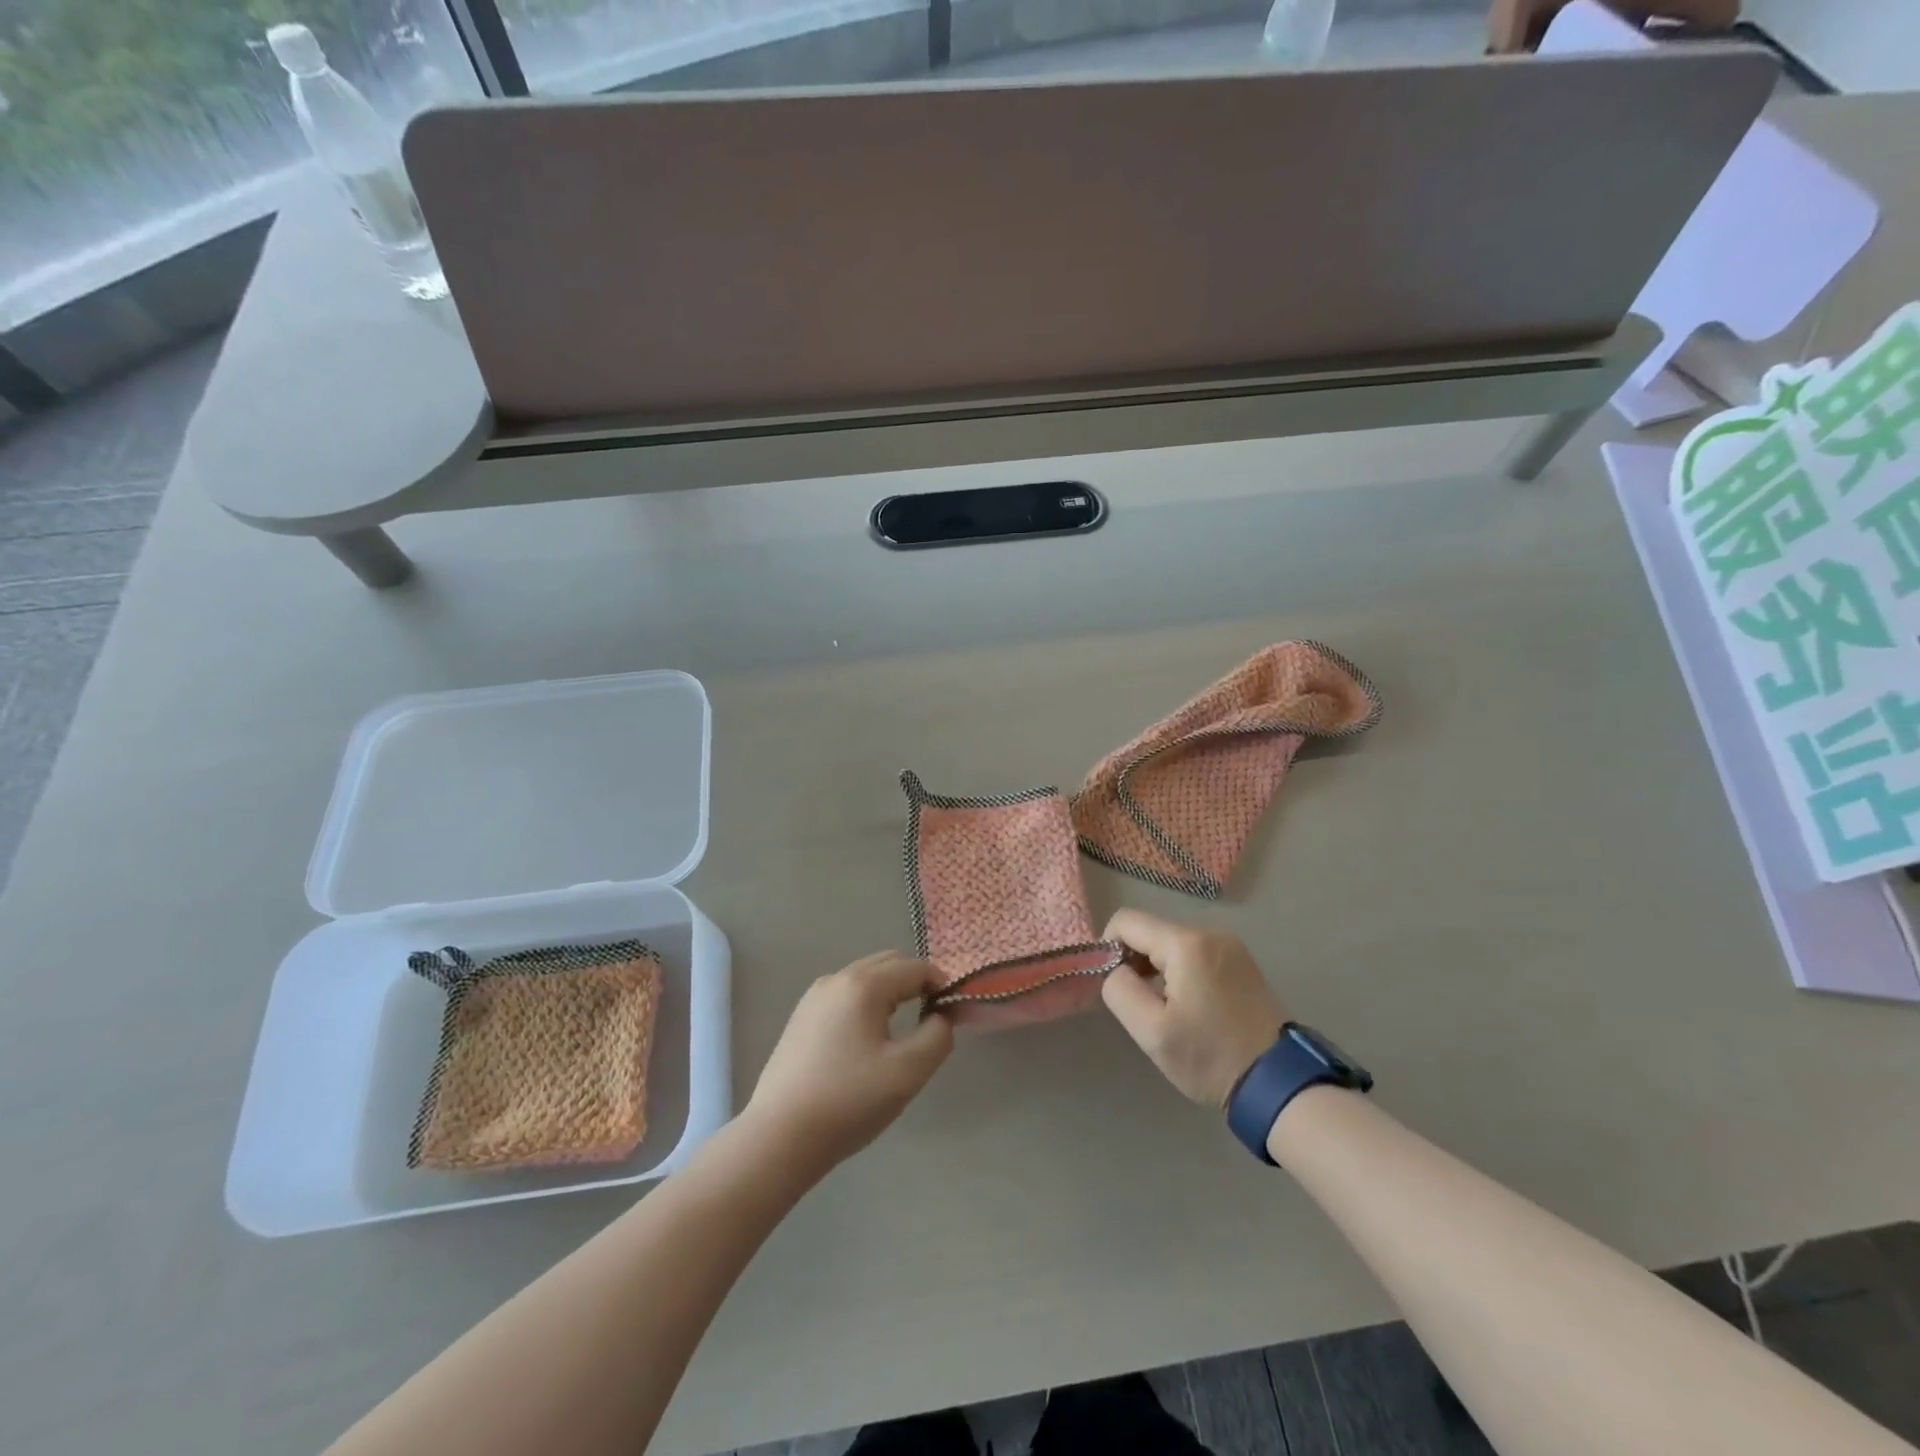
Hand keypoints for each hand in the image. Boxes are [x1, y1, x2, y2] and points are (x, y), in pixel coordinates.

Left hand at [742, 952, 953, 1175]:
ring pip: (865, 978)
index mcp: (864, 984)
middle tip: (931, 1019)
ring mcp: (813, 997)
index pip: (915, 967)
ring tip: (900, 1032)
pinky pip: (844, 995)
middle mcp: (836, 979)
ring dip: (890, 992)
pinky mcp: (800, 1018)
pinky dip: (865, 1004)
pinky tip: (865, 1042)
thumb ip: (938, 1036)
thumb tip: (941, 1016)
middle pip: (888, 964)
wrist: (780, 1137)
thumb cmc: (849, 1101)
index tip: (953, 1013)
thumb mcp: (908, 1071)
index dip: (941, 984)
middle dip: (915, 982)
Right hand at [1101, 910, 1287, 1107]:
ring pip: (1172, 942)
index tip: (1116, 984)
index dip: (1109, 948)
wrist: (1278, 1083)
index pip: (1126, 921)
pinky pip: (1195, 953)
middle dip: (1135, 960)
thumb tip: (1114, 968)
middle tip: (1141, 1004)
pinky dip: (1181, 971)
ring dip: (1157, 968)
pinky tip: (1189, 1006)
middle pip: (1151, 931)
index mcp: (1186, 944)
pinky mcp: (1242, 961)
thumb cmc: (1210, 1057)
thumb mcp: (1151, 1032)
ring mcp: (1230, 945)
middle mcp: (1210, 932)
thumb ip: (1119, 990)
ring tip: (1166, 1009)